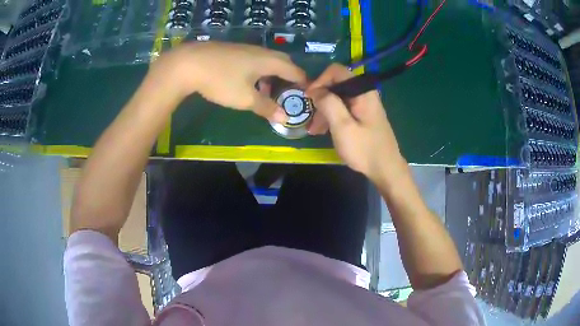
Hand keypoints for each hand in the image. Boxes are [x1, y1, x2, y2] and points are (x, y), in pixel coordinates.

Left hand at [150, 41, 306, 122]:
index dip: (304, 83)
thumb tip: (285, 118)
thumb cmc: (222, 80)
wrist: (190, 63)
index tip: (306, 96)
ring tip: (267, 93)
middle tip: (288, 94)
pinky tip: (248, 82)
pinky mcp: (234, 50)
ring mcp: (246, 49)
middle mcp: (262, 52)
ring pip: (268, 61)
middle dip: (289, 78)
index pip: (295, 70)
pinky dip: (260, 72)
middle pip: (284, 62)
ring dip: (273, 76)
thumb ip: (267, 107)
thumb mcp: (245, 99)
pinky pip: (255, 60)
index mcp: (270, 61)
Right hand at [306, 64, 405, 184]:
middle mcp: (364, 93)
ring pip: (338, 98)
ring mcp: (364, 104)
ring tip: (314, 130)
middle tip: (310, 118)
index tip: (308, 97)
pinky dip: (332, 117)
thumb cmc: (364, 149)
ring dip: (324, 111)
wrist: (385, 169)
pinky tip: (323, 130)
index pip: (336, 71)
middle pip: (336, 85)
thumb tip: (314, 89)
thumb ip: (328, 103)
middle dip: (320, 99)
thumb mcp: (342, 126)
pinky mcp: (363, 115)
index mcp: (362, 91)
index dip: (319, 80)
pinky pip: (344, 109)